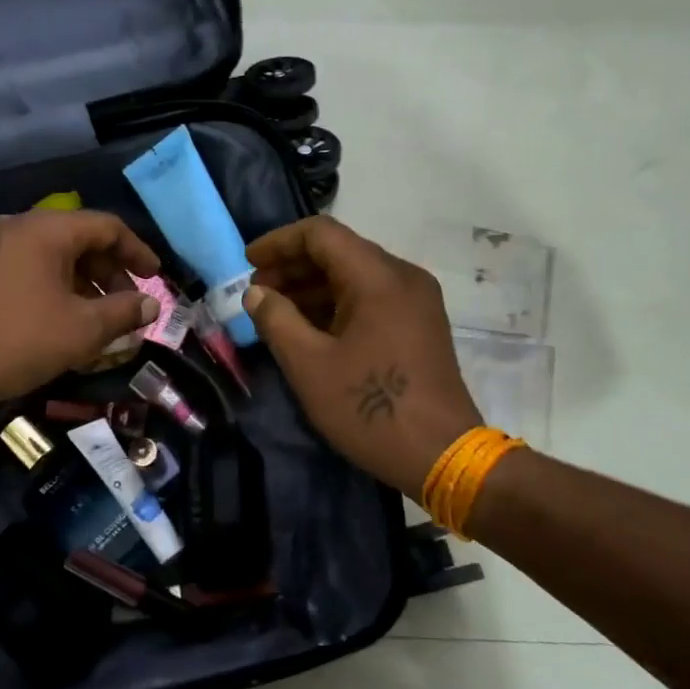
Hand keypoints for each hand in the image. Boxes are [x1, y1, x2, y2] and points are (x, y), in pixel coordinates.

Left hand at [0, 210, 160, 411]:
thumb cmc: (15, 342)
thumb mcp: (81, 330)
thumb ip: (123, 312)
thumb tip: (150, 305)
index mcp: (45, 230)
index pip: (106, 227)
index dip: (137, 251)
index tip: (156, 278)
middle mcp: (17, 227)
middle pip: (79, 239)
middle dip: (110, 272)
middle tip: (127, 306)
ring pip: (53, 256)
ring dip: (84, 283)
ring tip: (99, 320)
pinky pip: (29, 269)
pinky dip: (55, 288)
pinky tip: (62, 321)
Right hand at [245, 217, 480, 499]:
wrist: (441, 455)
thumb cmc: (369, 409)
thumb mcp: (309, 365)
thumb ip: (276, 320)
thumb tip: (256, 293)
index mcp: (379, 278)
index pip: (321, 234)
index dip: (279, 242)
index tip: (248, 263)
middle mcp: (403, 277)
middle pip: (340, 252)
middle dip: (293, 267)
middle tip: (257, 292)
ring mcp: (417, 301)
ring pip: (355, 276)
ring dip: (313, 288)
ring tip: (276, 313)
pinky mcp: (420, 325)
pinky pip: (371, 298)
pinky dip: (336, 305)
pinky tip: (310, 329)